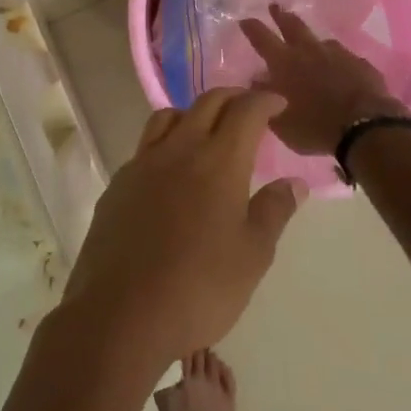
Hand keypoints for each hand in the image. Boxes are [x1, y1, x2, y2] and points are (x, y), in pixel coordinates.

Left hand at [58, 89, 307, 367]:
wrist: (121, 313)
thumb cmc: (200, 287)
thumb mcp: (252, 256)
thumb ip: (274, 211)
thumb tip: (293, 183)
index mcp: (218, 161)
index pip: (245, 111)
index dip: (264, 100)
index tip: (278, 103)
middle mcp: (178, 150)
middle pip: (206, 103)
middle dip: (232, 98)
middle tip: (249, 108)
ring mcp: (141, 164)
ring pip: (168, 117)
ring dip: (193, 113)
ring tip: (207, 131)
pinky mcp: (117, 184)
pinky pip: (145, 147)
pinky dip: (165, 143)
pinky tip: (171, 172)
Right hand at [239, 4, 408, 155]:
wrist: (366, 129)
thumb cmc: (315, 126)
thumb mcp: (280, 121)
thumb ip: (265, 98)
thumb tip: (257, 81)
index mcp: (285, 63)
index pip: (262, 38)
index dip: (252, 27)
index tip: (245, 20)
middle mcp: (310, 51)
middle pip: (293, 25)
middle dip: (281, 16)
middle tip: (275, 7)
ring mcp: (339, 55)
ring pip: (321, 41)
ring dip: (312, 42)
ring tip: (311, 48)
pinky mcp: (361, 64)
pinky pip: (345, 58)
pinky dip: (337, 62)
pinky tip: (340, 72)